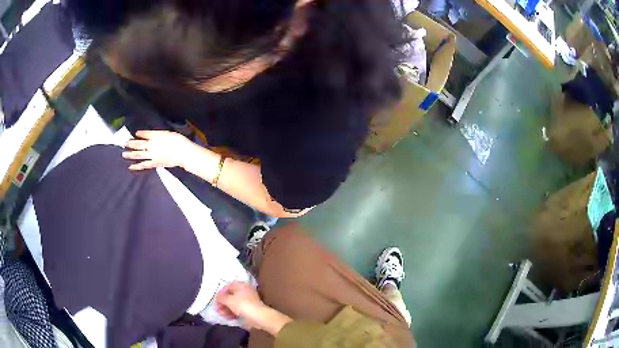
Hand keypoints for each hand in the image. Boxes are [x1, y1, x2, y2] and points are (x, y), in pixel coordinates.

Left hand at [122, 130, 197, 170]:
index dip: (138, 134)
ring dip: (130, 154)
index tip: (134, 133)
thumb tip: (142, 133)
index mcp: (155, 137)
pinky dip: (137, 166)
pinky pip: (144, 165)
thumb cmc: (177, 140)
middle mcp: (151, 146)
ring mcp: (152, 156)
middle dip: (131, 144)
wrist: (183, 152)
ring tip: (123, 154)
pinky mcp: (154, 163)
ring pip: (139, 155)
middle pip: (139, 144)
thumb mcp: (166, 132)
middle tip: (124, 143)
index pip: (144, 135)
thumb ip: (154, 133)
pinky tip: (130, 167)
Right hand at [216, 281, 291, 334]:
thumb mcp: (228, 300)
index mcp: (241, 285)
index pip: (228, 286)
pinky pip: (239, 309)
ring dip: (226, 308)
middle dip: (223, 302)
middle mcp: (245, 291)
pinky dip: (233, 312)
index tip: (216, 300)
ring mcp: (248, 300)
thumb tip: (218, 297)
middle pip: (231, 295)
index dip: (221, 293)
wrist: (258, 316)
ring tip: (221, 313)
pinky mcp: (250, 309)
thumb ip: (221, 297)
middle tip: (217, 308)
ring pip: (234, 303)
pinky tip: (227, 316)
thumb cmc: (242, 305)